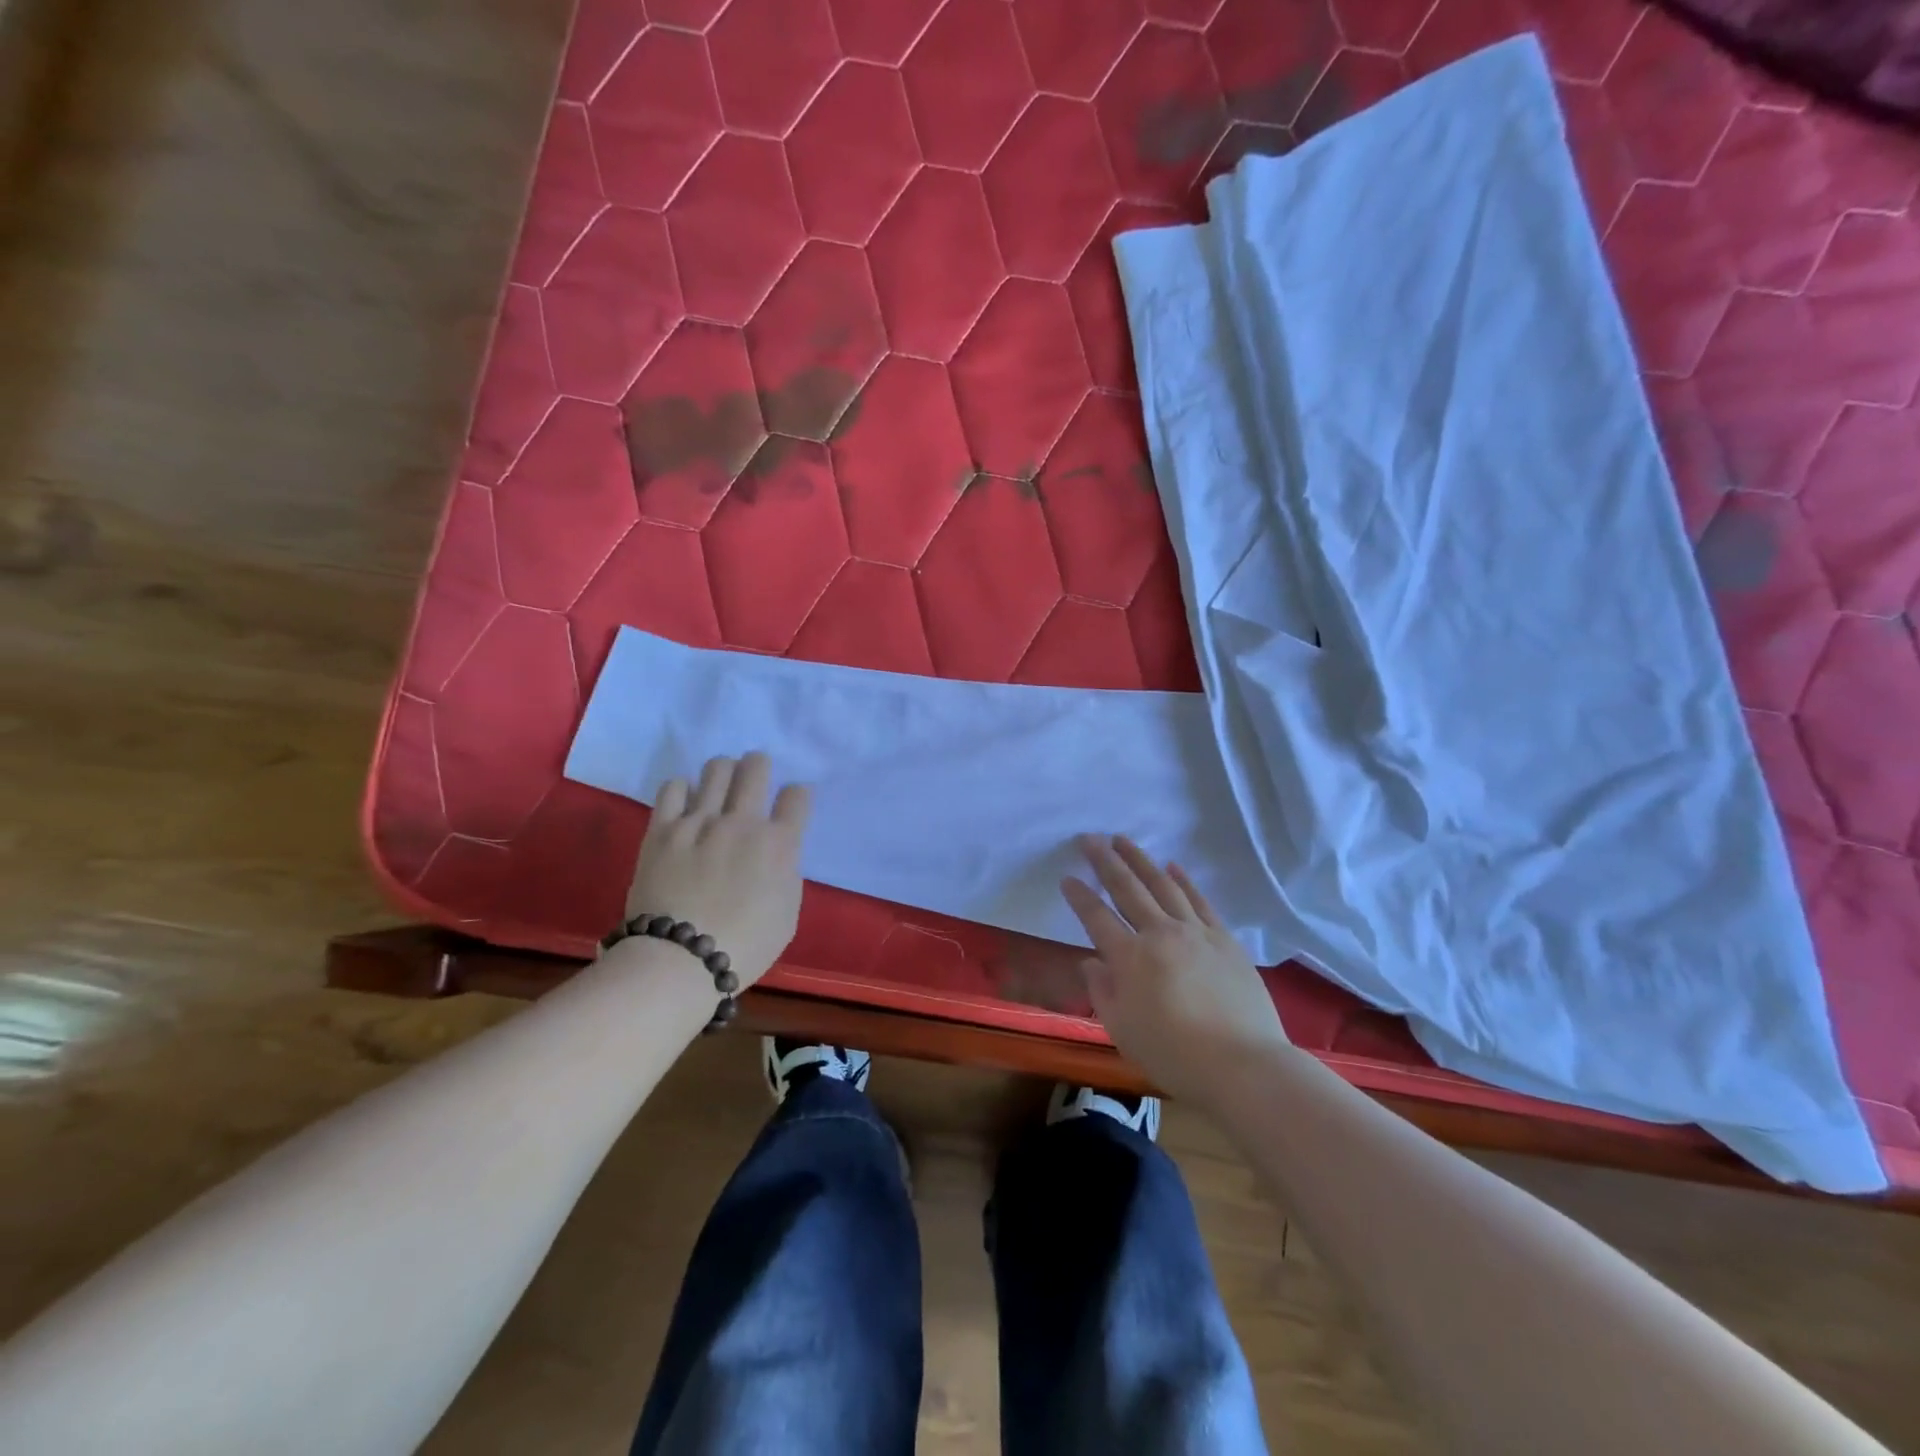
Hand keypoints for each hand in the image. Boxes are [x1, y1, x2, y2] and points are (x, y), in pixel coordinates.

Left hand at [626, 753, 810, 988]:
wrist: (679, 960)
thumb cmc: (745, 946)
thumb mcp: (788, 913)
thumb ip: (786, 873)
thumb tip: (777, 853)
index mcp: (779, 844)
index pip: (797, 796)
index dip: (797, 797)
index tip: (791, 805)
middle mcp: (743, 822)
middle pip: (756, 767)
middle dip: (760, 767)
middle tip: (755, 778)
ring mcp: (700, 821)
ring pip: (717, 768)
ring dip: (725, 772)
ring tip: (720, 787)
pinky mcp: (663, 828)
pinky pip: (674, 787)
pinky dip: (684, 789)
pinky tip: (686, 803)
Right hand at [1062, 834, 1289, 1104]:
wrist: (1243, 1065)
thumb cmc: (1174, 1055)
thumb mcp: (1122, 1031)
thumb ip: (1102, 992)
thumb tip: (1091, 962)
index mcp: (1130, 958)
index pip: (1096, 917)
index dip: (1079, 896)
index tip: (1067, 878)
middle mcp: (1160, 934)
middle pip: (1128, 888)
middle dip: (1105, 861)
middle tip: (1089, 838)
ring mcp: (1195, 932)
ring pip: (1163, 885)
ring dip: (1140, 860)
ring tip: (1123, 840)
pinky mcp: (1224, 939)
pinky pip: (1199, 900)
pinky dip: (1183, 880)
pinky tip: (1172, 866)